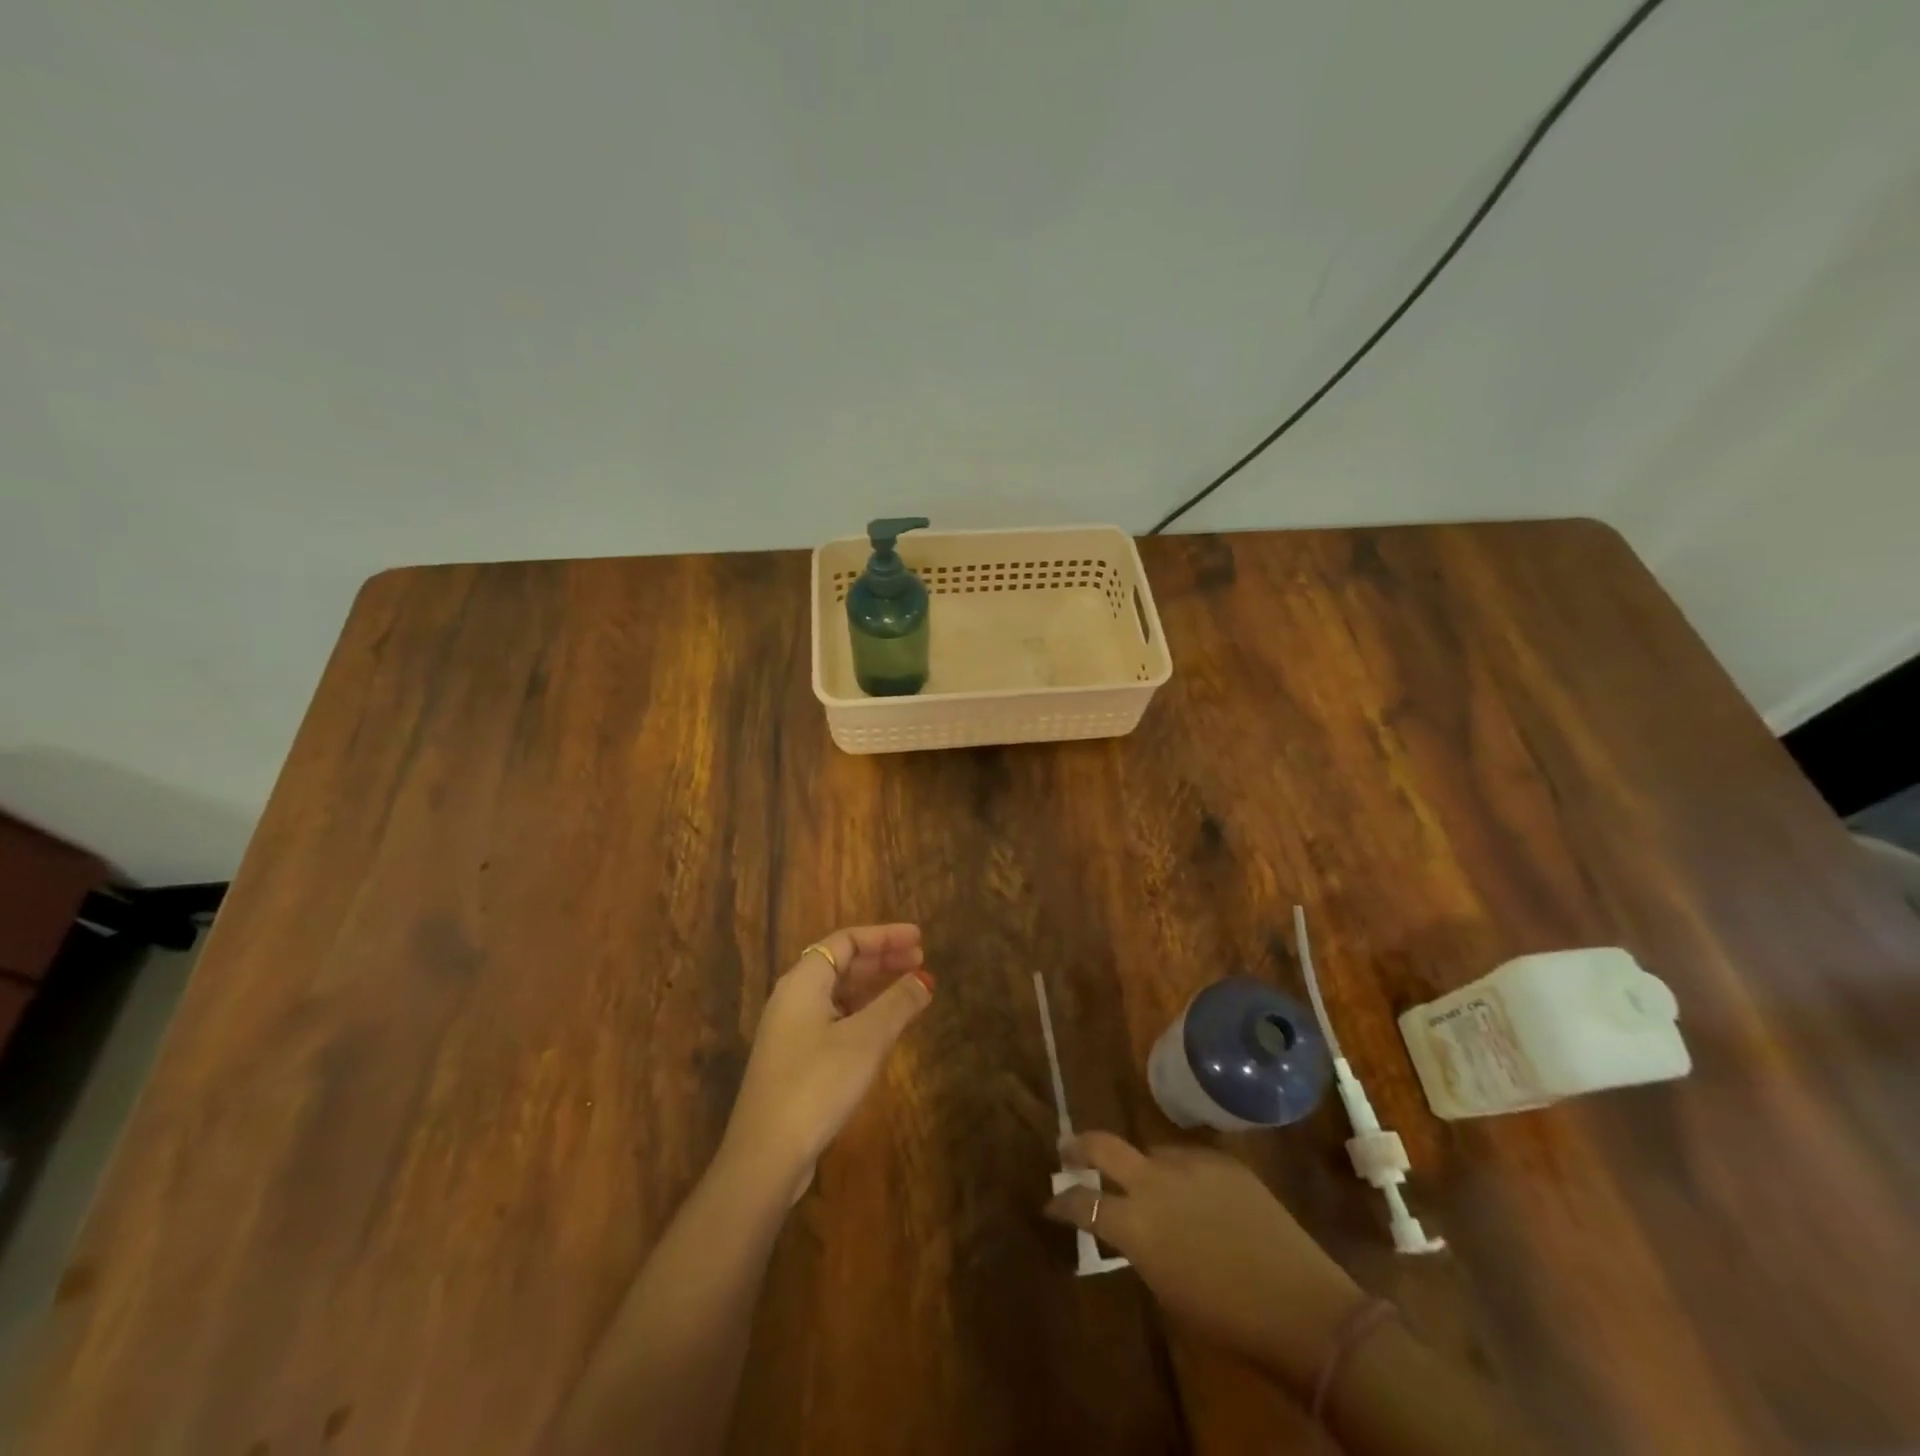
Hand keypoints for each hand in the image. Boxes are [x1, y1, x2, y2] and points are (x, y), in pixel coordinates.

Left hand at [719, 924, 932, 1201]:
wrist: (765, 1155)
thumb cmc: (816, 1084)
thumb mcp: (866, 1039)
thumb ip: (898, 1004)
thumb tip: (924, 979)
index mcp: (804, 981)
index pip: (846, 941)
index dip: (885, 936)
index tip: (919, 938)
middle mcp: (792, 998)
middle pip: (841, 963)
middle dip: (882, 959)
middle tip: (920, 959)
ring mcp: (789, 1030)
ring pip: (837, 993)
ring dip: (873, 986)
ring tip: (908, 988)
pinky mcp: (793, 1059)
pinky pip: (832, 1018)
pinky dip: (861, 1012)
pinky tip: (882, 1027)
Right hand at [1046, 1133, 1362, 1388]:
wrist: (1302, 1308)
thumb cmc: (1228, 1320)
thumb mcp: (1167, 1288)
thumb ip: (1140, 1247)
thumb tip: (1128, 1226)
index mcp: (1136, 1224)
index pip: (1082, 1202)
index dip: (1062, 1202)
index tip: (1051, 1203)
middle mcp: (1156, 1182)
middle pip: (1104, 1145)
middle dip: (1079, 1146)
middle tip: (1067, 1150)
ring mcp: (1191, 1164)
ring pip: (1152, 1152)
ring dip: (1142, 1166)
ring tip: (1150, 1186)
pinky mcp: (1224, 1160)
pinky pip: (1189, 1159)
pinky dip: (1181, 1173)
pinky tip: (1195, 1193)